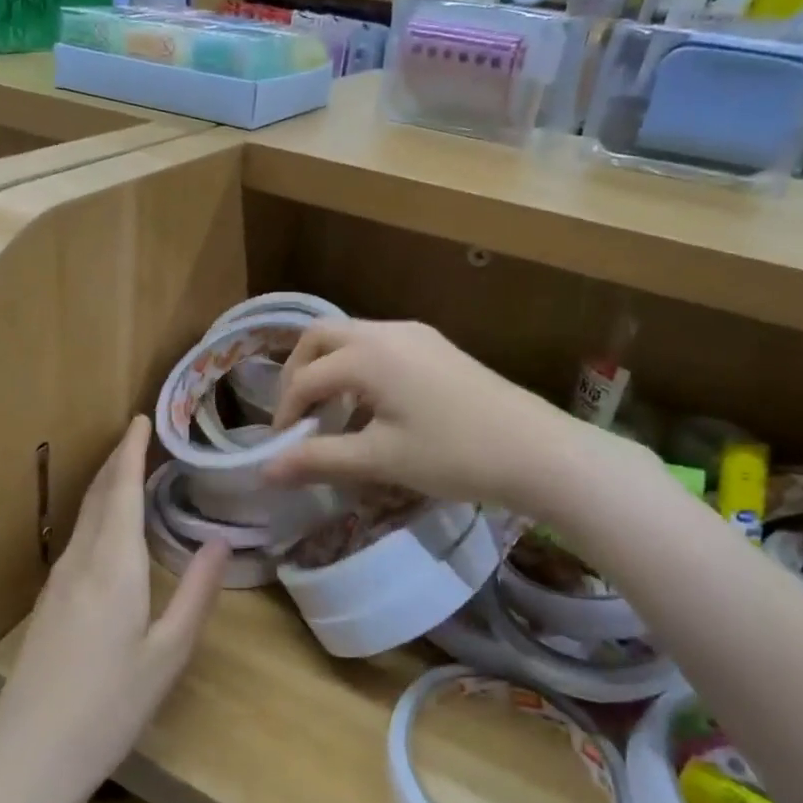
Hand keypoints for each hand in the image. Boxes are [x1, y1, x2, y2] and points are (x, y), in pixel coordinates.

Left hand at [0, 416, 225, 802]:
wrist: (27, 758)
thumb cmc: (108, 708)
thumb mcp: (167, 655)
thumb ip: (196, 594)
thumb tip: (221, 542)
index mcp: (113, 567)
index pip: (122, 490)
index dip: (131, 451)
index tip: (142, 418)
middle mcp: (80, 563)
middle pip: (98, 496)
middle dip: (118, 461)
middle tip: (142, 436)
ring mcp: (58, 583)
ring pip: (85, 518)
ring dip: (107, 486)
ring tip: (132, 470)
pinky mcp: (49, 604)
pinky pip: (78, 540)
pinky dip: (98, 516)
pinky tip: (111, 530)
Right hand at [263, 320, 584, 509]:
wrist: (538, 450)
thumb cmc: (453, 455)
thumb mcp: (380, 461)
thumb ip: (318, 459)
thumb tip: (265, 471)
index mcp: (367, 355)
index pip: (305, 378)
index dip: (286, 413)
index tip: (282, 449)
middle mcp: (387, 331)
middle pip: (321, 337)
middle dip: (298, 373)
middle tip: (297, 416)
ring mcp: (416, 335)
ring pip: (352, 338)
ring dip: (330, 370)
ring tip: (332, 416)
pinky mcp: (436, 347)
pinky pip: (380, 347)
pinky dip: (359, 370)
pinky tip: (372, 408)